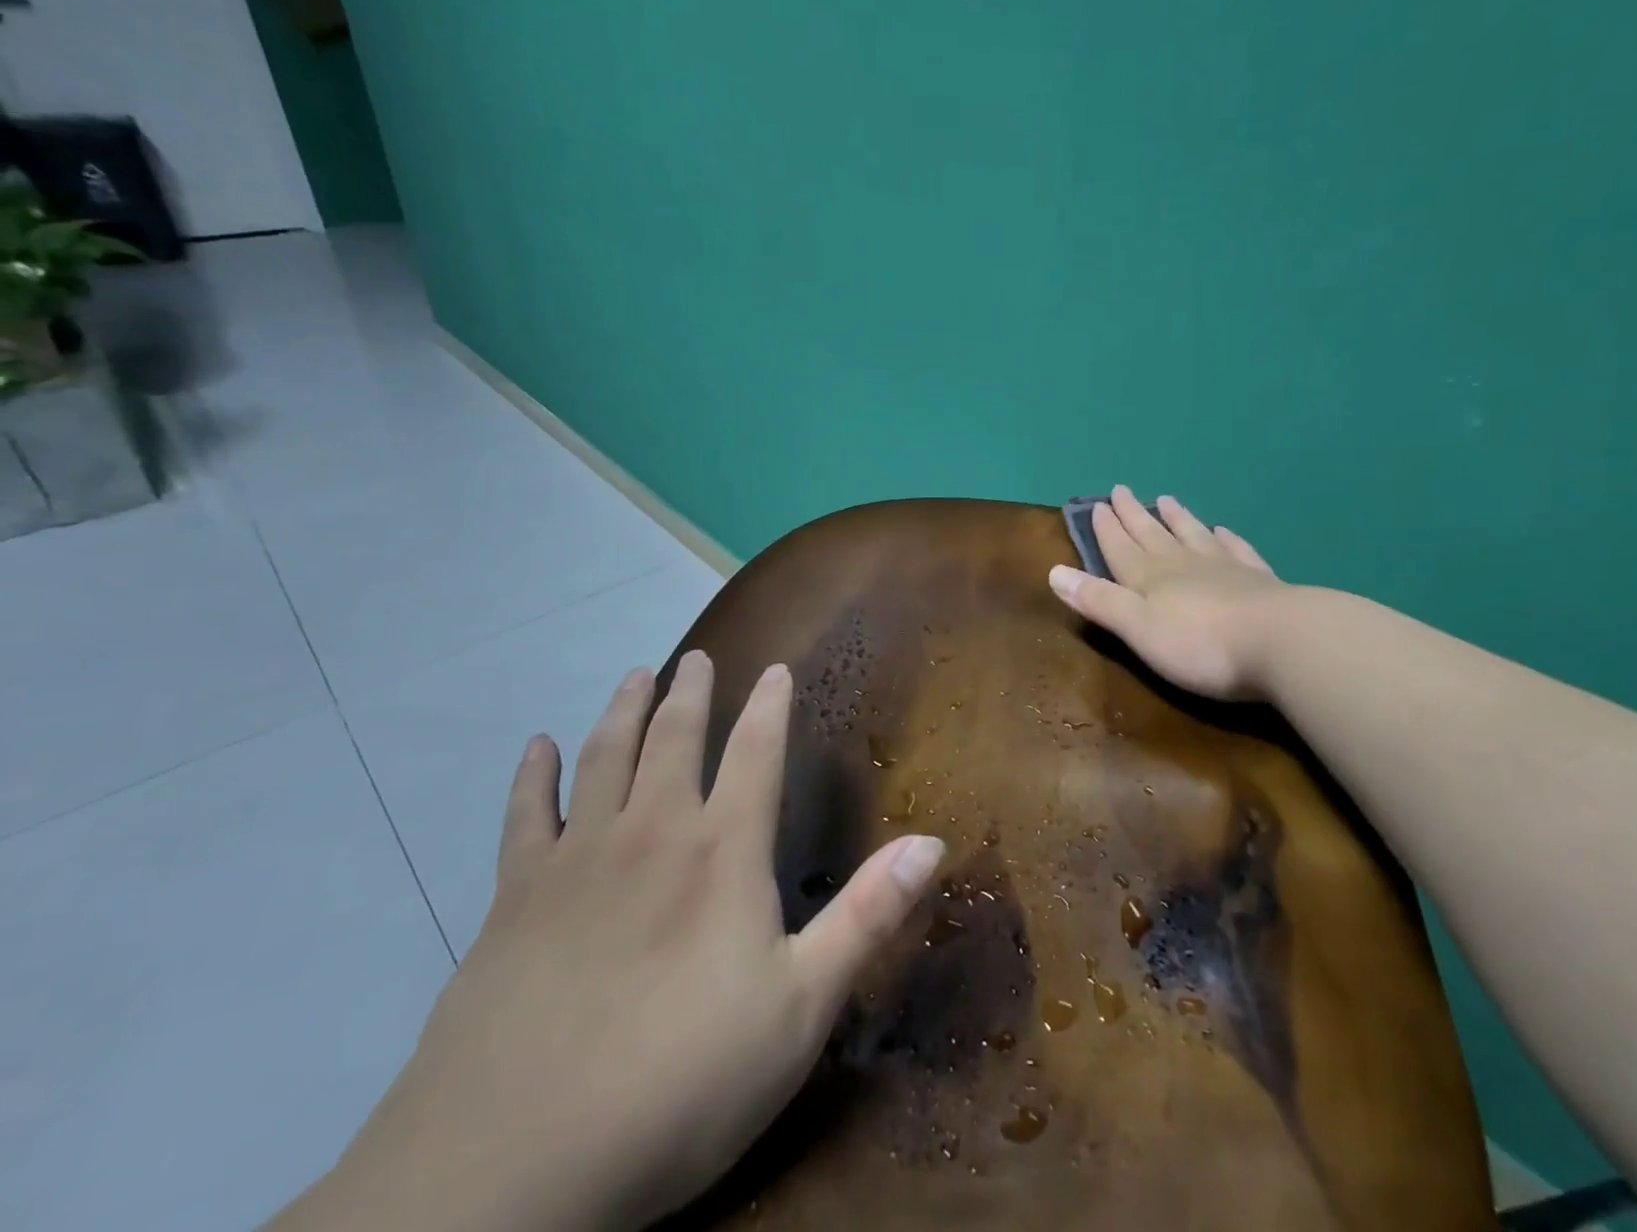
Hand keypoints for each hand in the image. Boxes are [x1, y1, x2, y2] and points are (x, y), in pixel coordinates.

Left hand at [309, 653, 945, 1231]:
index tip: (775, 667)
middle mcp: (651, 832)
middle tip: (695, 658)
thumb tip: (932, 840)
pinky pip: (522, 816)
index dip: (769, 705)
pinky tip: (536, 747)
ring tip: (635, 675)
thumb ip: (867, 916)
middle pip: (673, 738)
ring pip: (603, 757)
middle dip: (689, 692)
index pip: (756, 752)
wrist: (512, 1170)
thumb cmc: (681, 1084)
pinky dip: (531, 776)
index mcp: (722, 852)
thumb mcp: (801, 1009)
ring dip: (622, 711)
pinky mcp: (513, 898)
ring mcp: (577, 859)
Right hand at [1048, 485, 1287, 700]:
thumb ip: (1099, 601)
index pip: (1121, 548)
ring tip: (1166, 499)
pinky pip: (1237, 550)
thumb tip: (1054, 572)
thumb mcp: (1138, 629)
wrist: (1284, 643)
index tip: (1097, 504)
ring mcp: (1225, 569)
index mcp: (1150, 579)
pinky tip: (1224, 530)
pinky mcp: (1260, 581)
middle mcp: (1183, 565)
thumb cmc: (1201, 645)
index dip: (1107, 528)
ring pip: (1193, 535)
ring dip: (1177, 518)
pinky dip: (1226, 538)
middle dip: (1134, 515)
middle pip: (1153, 535)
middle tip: (1122, 490)